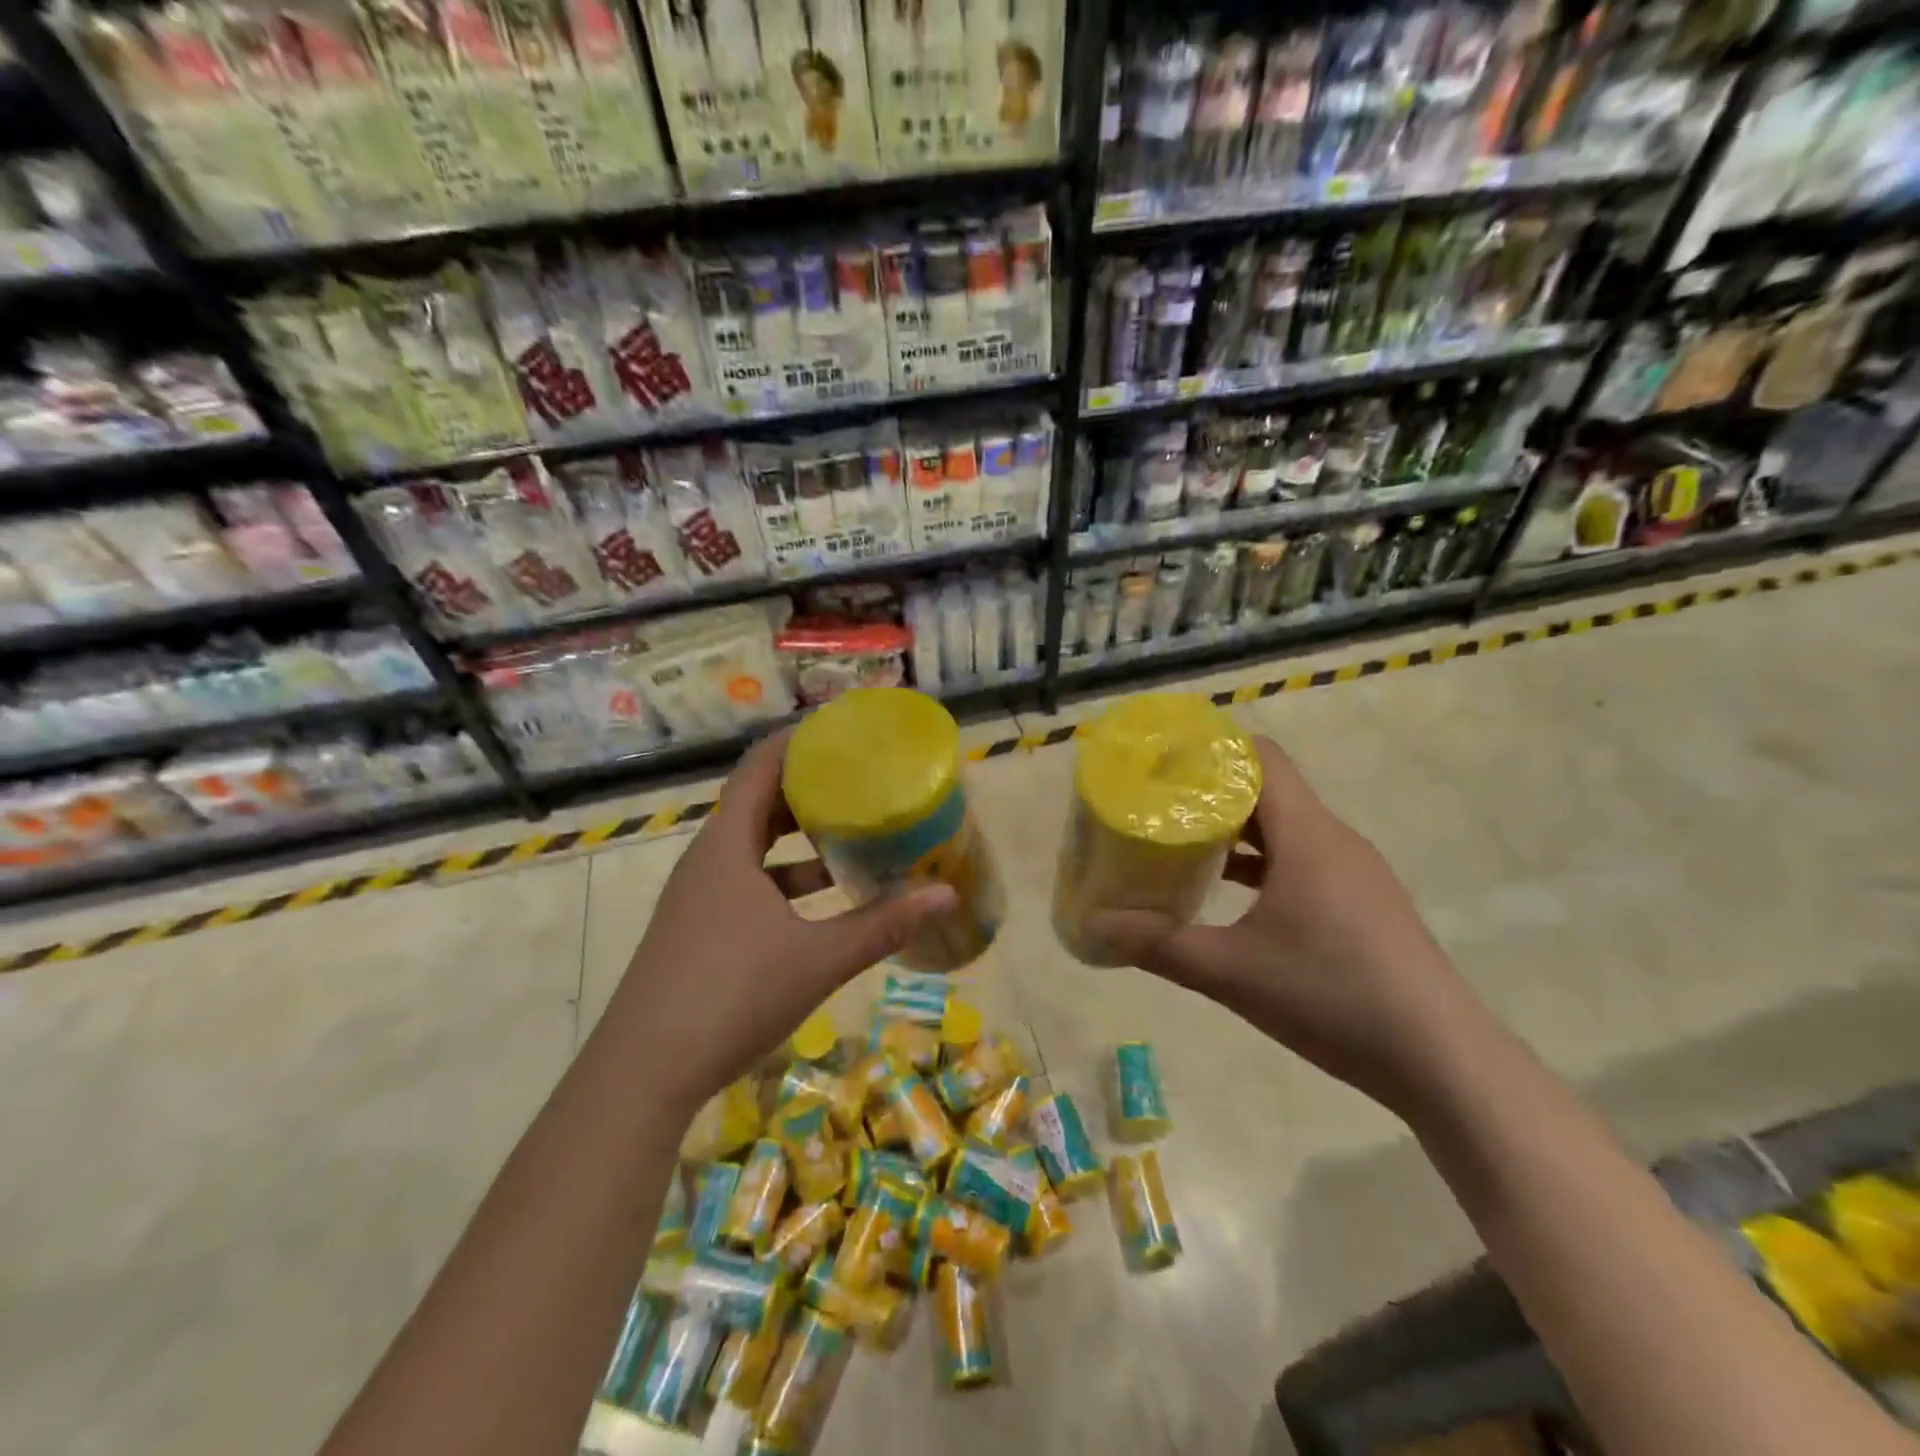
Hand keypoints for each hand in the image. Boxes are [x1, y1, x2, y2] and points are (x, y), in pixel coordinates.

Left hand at [606, 729, 956, 1115]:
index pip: (759, 767)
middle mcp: (707, 860)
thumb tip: (945, 895)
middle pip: (756, 802)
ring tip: (848, 831)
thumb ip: (882, 924)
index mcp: (727, 846)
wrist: (643, 1073)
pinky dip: (782, 877)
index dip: (797, 741)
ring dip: (796, 836)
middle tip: (858, 778)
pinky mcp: (697, 928)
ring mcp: (697, 896)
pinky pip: (745, 880)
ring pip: (752, 846)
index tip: (840, 731)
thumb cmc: (731, 995)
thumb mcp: (818, 958)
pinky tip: (820, 901)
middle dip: (806, 787)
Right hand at [1082, 735, 1489, 1112]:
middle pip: (1269, 788)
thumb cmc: (1333, 997)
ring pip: (1286, 826)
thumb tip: (1094, 927)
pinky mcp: (1362, 902)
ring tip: (1183, 842)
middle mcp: (1334, 839)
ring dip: (1237, 829)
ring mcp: (1354, 872)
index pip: (1261, 757)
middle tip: (1157, 803)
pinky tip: (1229, 893)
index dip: (1212, 750)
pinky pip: (1303, 859)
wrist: (1444, 1062)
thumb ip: (1158, 946)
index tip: (1163, 763)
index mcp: (1307, 835)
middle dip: (1211, 791)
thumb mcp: (1231, 972)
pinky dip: (1262, 862)